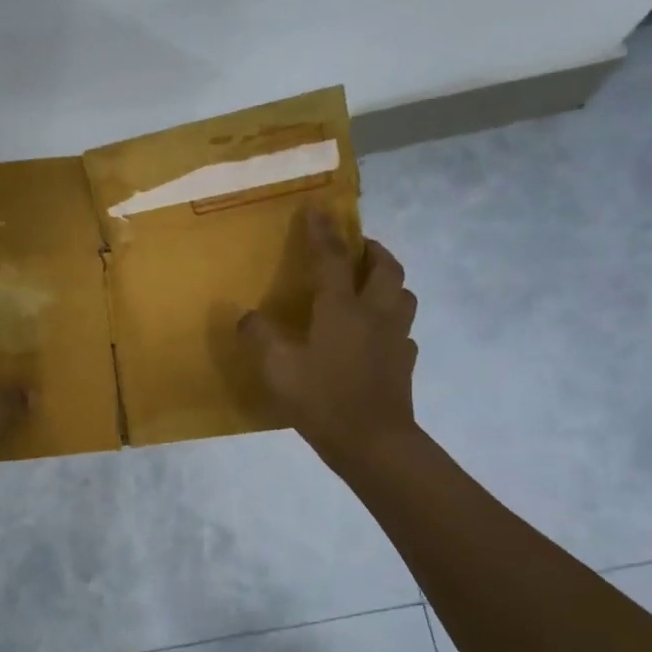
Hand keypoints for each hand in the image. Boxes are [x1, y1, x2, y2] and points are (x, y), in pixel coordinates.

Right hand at [241, 207, 419, 471]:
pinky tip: (376, 337)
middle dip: (372, 249)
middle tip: (357, 247)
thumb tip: (246, 316)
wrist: (374, 443)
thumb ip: (260, 338)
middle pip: (386, 267)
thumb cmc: (323, 400)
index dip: (324, 231)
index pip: (333, 258)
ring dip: (389, 282)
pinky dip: (392, 322)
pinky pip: (403, 330)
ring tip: (370, 287)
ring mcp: (396, 339)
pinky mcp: (405, 363)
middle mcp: (374, 314)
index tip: (319, 208)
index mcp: (341, 309)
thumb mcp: (278, 369)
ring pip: (403, 295)